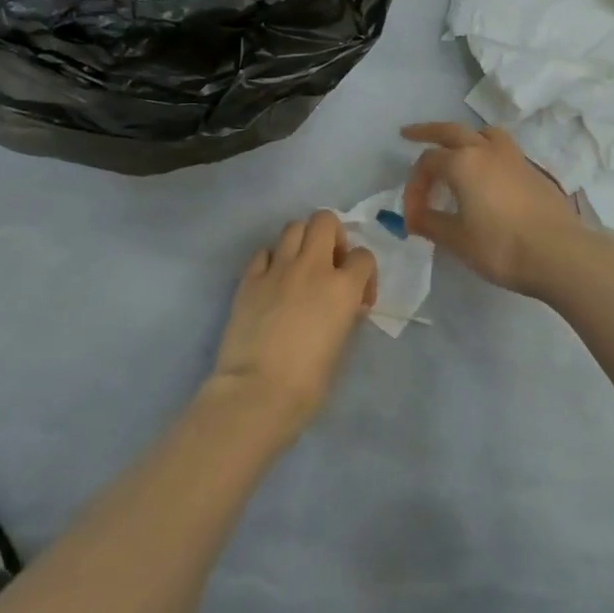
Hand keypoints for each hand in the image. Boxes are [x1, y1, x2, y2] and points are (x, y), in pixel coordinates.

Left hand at [207, 209, 377, 435]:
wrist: (257, 392)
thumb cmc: (309, 381)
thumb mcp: (342, 346)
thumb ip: (347, 315)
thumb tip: (346, 305)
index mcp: (343, 286)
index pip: (364, 256)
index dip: (364, 274)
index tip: (358, 298)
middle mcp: (312, 267)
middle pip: (325, 220)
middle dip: (332, 236)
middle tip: (329, 265)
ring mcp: (277, 269)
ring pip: (293, 227)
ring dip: (302, 242)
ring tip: (300, 268)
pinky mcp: (249, 279)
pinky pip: (264, 252)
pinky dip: (271, 260)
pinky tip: (272, 282)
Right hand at [400, 122, 611, 300]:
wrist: (559, 253)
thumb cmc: (501, 247)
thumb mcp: (457, 240)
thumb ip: (430, 224)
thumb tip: (413, 218)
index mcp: (463, 163)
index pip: (427, 164)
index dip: (413, 186)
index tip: (412, 216)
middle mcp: (486, 150)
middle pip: (451, 131)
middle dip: (427, 132)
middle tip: (409, 134)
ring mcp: (514, 157)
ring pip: (483, 133)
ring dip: (464, 136)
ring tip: (456, 148)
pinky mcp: (533, 170)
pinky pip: (502, 148)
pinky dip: (486, 150)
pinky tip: (487, 173)